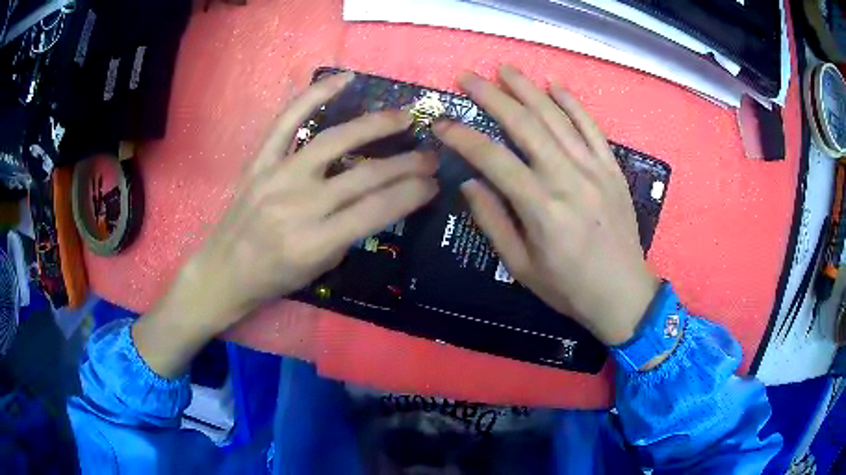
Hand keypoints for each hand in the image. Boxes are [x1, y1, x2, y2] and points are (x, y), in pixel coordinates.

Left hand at [134, 72, 438, 376]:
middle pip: (364, 175)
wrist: (223, 272)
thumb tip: (378, 199)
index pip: (377, 210)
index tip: (434, 184)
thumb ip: (348, 233)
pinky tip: (343, 79)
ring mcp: (276, 177)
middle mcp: (298, 206)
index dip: (412, 194)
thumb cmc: (273, 279)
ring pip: (333, 141)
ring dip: (375, 126)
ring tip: (403, 117)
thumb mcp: (319, 270)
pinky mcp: (259, 162)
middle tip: (431, 156)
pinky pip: (287, 121)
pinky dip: (314, 95)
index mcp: (314, 243)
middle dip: (407, 164)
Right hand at [434, 65, 658, 345]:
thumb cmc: (569, 287)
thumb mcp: (521, 267)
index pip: (493, 159)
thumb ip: (493, 222)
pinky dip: (573, 104)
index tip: (441, 123)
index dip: (463, 137)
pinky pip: (592, 128)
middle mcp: (568, 179)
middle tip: (467, 76)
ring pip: (557, 118)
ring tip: (505, 69)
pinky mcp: (613, 169)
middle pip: (525, 124)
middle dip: (492, 95)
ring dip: (529, 89)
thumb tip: (469, 183)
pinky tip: (556, 86)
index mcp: (541, 208)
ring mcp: (595, 169)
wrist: (623, 293)